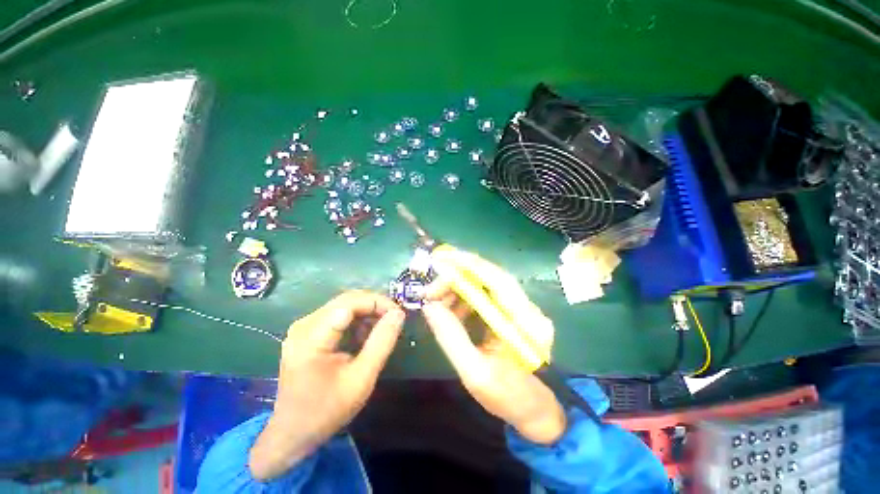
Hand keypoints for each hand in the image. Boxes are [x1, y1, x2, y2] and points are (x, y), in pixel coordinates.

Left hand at [249, 291, 404, 479]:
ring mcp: (304, 327)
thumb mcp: (362, 378)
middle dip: (374, 306)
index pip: (350, 302)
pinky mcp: (307, 332)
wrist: (294, 432)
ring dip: (367, 313)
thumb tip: (398, 314)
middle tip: (394, 319)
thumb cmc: (327, 409)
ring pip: (344, 305)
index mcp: (311, 337)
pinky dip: (356, 320)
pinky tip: (365, 336)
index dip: (377, 303)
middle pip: (347, 300)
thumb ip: (381, 342)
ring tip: (382, 329)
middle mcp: (304, 324)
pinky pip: (337, 315)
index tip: (398, 314)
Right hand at [422, 250, 565, 444]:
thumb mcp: (475, 373)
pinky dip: (464, 299)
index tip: (438, 263)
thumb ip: (451, 337)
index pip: (495, 279)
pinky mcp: (509, 313)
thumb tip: (429, 306)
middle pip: (488, 277)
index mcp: (524, 320)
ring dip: (458, 289)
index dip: (466, 266)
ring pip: (484, 285)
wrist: (535, 411)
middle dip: (456, 278)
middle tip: (430, 291)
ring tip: (436, 301)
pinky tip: (451, 310)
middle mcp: (525, 307)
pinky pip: (484, 297)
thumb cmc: (509, 397)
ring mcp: (519, 309)